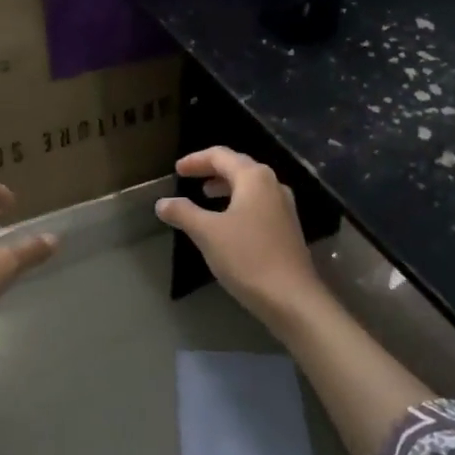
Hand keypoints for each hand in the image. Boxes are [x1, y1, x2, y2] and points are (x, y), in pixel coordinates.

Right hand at [154, 147, 332, 326]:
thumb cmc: (247, 257)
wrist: (292, 298)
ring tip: (206, 196)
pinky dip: (238, 203)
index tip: (177, 170)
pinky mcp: (287, 228)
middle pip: (238, 166)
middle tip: (189, 178)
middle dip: (211, 170)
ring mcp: (284, 207)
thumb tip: (162, 203)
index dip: (196, 160)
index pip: (221, 155)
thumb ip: (183, 213)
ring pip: (250, 186)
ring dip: (226, 187)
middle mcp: (272, 185)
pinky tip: (227, 222)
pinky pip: (258, 203)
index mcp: (254, 178)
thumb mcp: (207, 233)